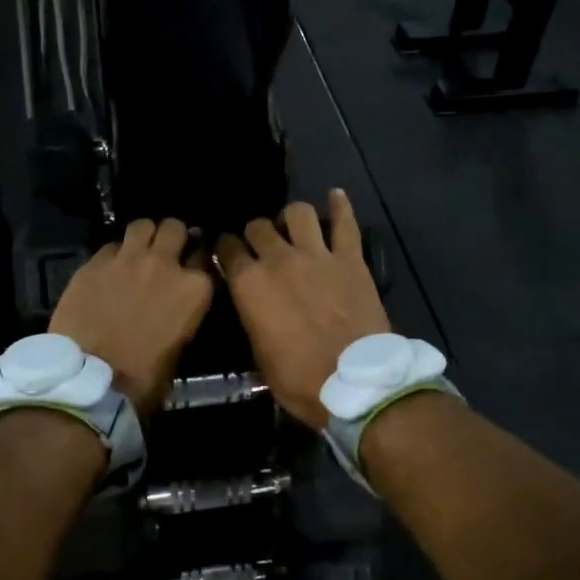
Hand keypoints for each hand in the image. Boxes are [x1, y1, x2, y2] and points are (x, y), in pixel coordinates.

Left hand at [49, 218, 213, 415]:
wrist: (92, 380)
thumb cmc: (145, 376)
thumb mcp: (182, 343)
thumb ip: (185, 310)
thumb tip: (178, 302)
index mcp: (195, 288)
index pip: (205, 256)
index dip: (198, 259)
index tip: (192, 266)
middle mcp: (165, 264)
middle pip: (175, 228)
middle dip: (172, 237)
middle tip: (165, 252)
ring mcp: (128, 259)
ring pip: (142, 225)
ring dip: (144, 236)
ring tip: (137, 251)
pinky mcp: (95, 263)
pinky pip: (110, 246)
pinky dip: (114, 255)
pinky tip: (109, 271)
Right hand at [215, 191, 389, 429]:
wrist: (354, 383)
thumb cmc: (299, 380)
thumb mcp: (259, 354)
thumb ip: (253, 318)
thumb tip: (254, 305)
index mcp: (249, 285)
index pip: (227, 250)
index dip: (225, 249)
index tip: (228, 253)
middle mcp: (278, 260)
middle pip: (259, 227)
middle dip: (256, 234)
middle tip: (262, 246)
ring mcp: (317, 255)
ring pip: (297, 213)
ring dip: (291, 218)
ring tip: (294, 228)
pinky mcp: (351, 258)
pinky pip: (345, 222)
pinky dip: (340, 206)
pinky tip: (335, 196)